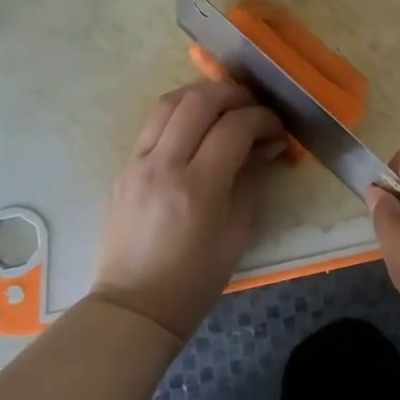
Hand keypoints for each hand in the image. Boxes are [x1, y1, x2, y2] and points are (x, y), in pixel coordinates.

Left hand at [90, 82, 283, 342]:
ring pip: (168, 102)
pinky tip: (196, 128)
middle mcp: (164, 166)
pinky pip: (153, 125)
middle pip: (199, 101)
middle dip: (233, 94)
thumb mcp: (239, 231)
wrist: (136, 305)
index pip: (235, 127)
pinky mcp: (123, 168)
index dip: (263, 119)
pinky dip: (179, 114)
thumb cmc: (197, 278)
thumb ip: (251, 178)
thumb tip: (264, 145)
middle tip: (253, 106)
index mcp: (198, 187)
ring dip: (201, 94)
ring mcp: (137, 164)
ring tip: (224, 106)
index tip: (277, 130)